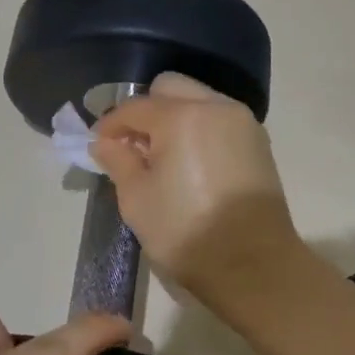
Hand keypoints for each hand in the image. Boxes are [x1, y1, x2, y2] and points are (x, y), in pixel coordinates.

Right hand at [90, 72, 301, 300]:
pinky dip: (197, 129)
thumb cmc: (185, 231)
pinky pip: (218, 120)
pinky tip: (187, 162)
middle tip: (132, 145)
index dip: (110, 124)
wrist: (252, 265)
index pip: (134, 107)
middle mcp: (215, 107)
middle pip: (170, 88)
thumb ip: (118, 161)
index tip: (97, 145)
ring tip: (160, 156)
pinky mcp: (257, 142)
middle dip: (146, 111)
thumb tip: (105, 143)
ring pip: (197, 100)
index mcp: (181, 117)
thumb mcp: (137, 198)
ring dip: (173, 117)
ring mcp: (241, 122)